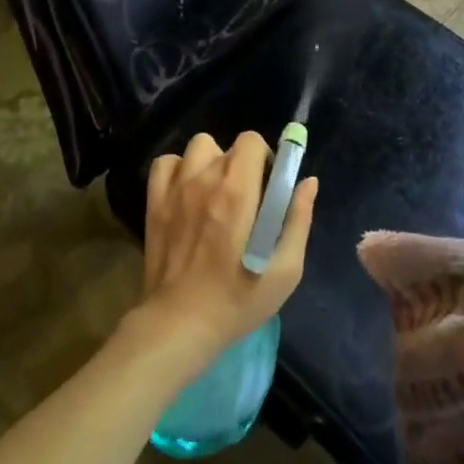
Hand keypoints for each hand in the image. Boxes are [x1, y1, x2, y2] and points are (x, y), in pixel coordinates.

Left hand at [129, 132, 316, 369]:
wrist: (181, 323)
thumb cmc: (239, 299)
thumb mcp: (286, 269)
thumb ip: (298, 219)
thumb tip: (308, 182)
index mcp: (238, 190)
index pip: (251, 141)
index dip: (264, 158)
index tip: (267, 187)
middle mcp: (205, 178)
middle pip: (228, 146)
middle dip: (241, 165)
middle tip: (245, 199)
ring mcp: (176, 187)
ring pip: (197, 148)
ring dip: (210, 163)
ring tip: (214, 193)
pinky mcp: (154, 201)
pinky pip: (165, 164)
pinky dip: (178, 170)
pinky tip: (186, 193)